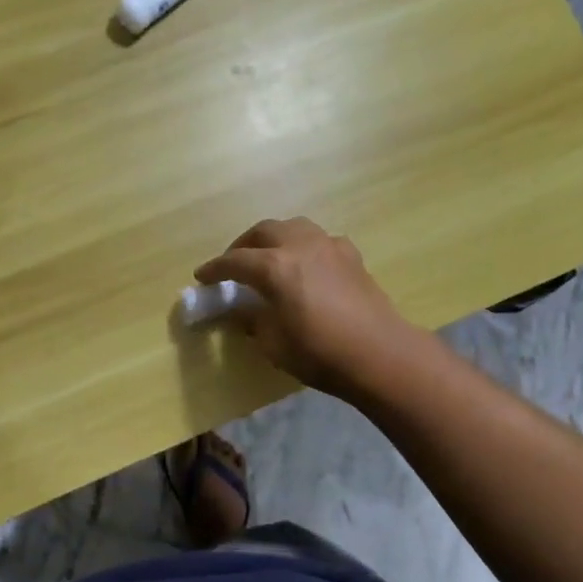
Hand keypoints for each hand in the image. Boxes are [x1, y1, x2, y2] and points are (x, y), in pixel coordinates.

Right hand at [195, 218, 422, 399]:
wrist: (380, 354)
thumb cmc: (320, 353)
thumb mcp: (274, 344)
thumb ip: (254, 320)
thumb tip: (244, 310)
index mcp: (275, 267)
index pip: (235, 261)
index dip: (215, 269)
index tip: (202, 276)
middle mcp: (300, 246)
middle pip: (263, 232)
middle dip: (243, 246)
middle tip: (233, 264)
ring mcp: (329, 246)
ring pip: (293, 227)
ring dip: (274, 238)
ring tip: (267, 257)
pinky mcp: (351, 256)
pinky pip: (319, 240)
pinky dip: (303, 246)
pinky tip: (305, 265)